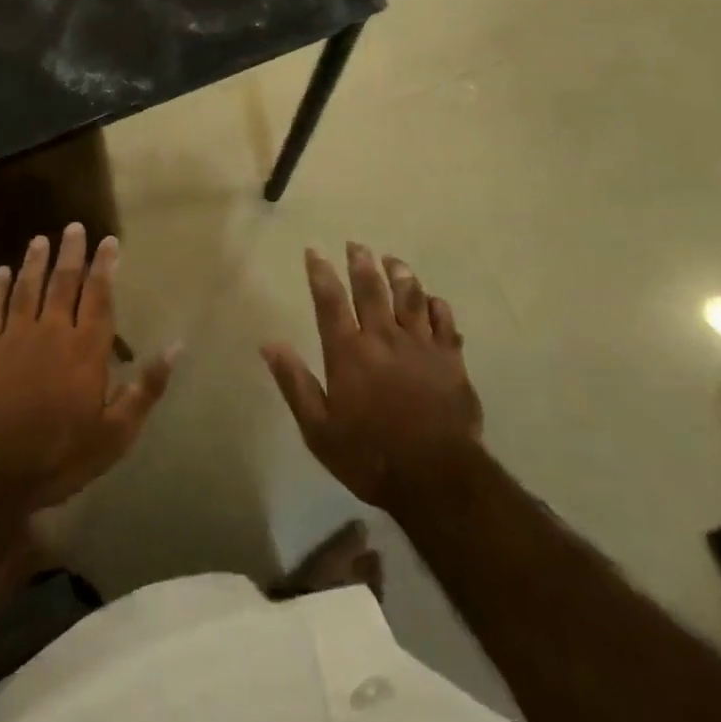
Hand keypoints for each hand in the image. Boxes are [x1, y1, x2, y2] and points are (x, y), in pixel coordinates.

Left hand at [0, 224, 175, 511]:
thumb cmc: (59, 456)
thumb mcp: (115, 433)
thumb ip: (146, 388)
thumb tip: (176, 347)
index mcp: (86, 348)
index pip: (99, 295)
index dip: (104, 266)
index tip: (108, 241)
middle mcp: (52, 331)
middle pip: (63, 282)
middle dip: (71, 253)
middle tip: (74, 227)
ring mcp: (14, 338)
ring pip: (27, 288)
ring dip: (35, 262)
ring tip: (40, 240)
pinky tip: (0, 272)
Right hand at [263, 243, 482, 513]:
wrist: (436, 477)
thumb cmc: (370, 456)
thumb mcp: (319, 430)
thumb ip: (295, 383)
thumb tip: (270, 344)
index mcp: (348, 352)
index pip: (330, 301)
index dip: (320, 272)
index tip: (315, 251)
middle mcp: (383, 337)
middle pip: (371, 288)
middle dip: (361, 262)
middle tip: (356, 244)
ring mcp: (420, 344)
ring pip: (410, 295)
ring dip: (400, 273)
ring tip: (392, 260)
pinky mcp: (450, 358)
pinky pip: (444, 320)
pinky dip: (436, 305)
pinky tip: (432, 299)